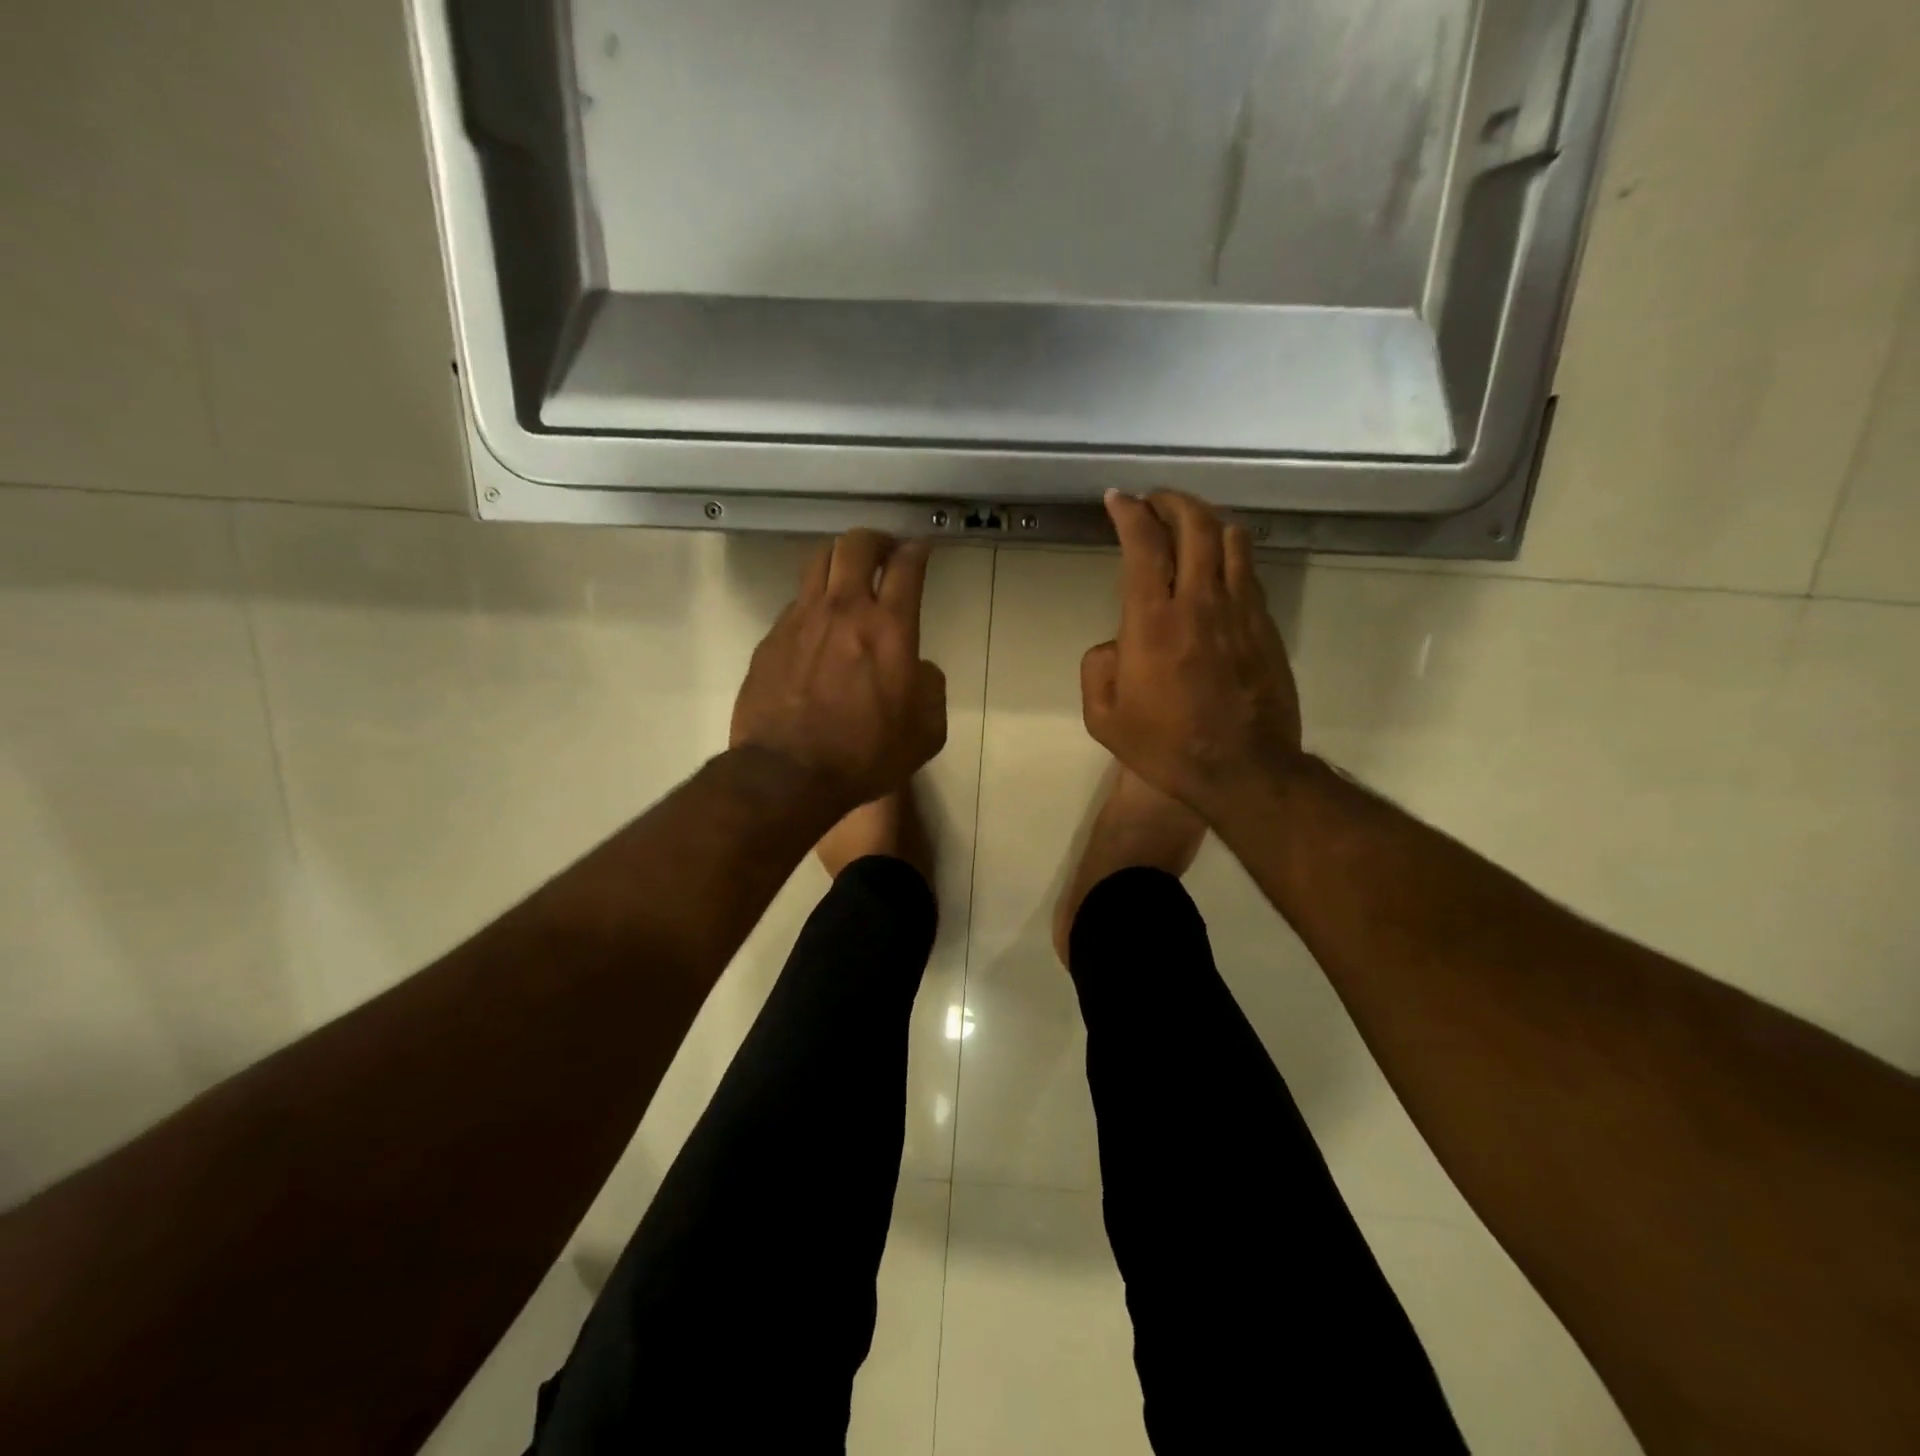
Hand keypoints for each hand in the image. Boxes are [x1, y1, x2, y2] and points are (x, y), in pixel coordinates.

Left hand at [731, 530, 947, 809]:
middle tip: (884, 552)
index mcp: (889, 628)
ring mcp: (801, 620)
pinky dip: (813, 602)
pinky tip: (818, 627)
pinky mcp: (771, 638)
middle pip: (855, 545)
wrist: (788, 774)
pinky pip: (796, 602)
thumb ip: (931, 689)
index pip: (906, 566)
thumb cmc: (865, 755)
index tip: (920, 549)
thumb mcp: (925, 732)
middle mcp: (844, 610)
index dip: (916, 550)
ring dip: (839, 559)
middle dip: (875, 540)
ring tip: (847, 576)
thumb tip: (919, 669)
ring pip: (818, 562)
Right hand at [1081, 491, 1303, 818]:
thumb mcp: (1105, 719)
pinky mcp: (1266, 625)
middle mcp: (1199, 602)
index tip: (1119, 499)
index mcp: (1152, 622)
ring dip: (1206, 519)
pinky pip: (1249, 571)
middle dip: (1171, 501)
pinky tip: (1219, 564)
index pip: (1143, 545)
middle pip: (1194, 525)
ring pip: (1231, 539)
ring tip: (1189, 523)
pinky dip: (1230, 553)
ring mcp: (1240, 610)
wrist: (1244, 770)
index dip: (1130, 513)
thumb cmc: (1167, 748)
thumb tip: (1114, 644)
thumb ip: (1098, 669)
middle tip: (1155, 501)